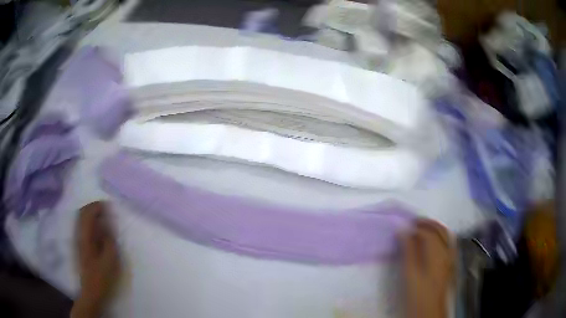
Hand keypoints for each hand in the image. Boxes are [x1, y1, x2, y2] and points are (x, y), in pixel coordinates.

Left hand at [72, 201, 120, 317]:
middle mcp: (79, 234)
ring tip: (103, 217)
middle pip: (82, 212)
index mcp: (86, 236)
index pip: (88, 212)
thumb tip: (107, 224)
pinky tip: (97, 229)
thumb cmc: (102, 276)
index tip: (109, 206)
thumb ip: (109, 240)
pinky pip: (82, 226)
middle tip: (106, 210)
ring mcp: (77, 239)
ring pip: (81, 218)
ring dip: (91, 214)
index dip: (98, 206)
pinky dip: (89, 222)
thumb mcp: (110, 259)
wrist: (91, 291)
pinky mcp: (79, 245)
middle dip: (94, 207)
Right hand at [401, 219, 454, 317]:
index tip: (405, 225)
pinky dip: (441, 235)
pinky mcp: (451, 263)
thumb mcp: (410, 274)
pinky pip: (448, 242)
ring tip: (423, 228)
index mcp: (437, 252)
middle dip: (428, 223)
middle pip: (440, 230)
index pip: (428, 232)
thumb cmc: (418, 293)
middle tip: (414, 222)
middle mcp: (447, 251)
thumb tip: (403, 231)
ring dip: (435, 227)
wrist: (430, 310)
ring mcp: (451, 257)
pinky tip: (435, 240)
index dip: (417, 226)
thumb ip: (408, 251)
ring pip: (446, 234)